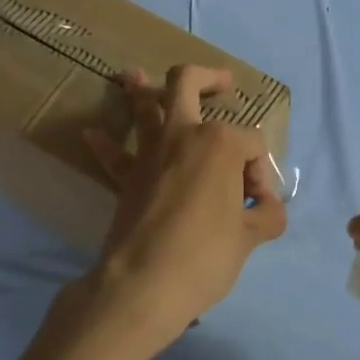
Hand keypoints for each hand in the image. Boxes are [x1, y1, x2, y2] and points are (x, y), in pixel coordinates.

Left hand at [76, 65, 286, 353]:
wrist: (144, 284)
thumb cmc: (206, 255)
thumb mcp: (251, 237)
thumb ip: (268, 215)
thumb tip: (268, 207)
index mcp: (221, 143)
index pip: (252, 144)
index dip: (261, 173)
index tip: (258, 206)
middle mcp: (183, 134)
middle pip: (188, 84)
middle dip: (208, 77)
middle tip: (223, 82)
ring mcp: (149, 152)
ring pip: (142, 106)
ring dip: (140, 89)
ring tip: (134, 75)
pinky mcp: (126, 176)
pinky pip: (113, 154)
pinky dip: (105, 143)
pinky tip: (91, 134)